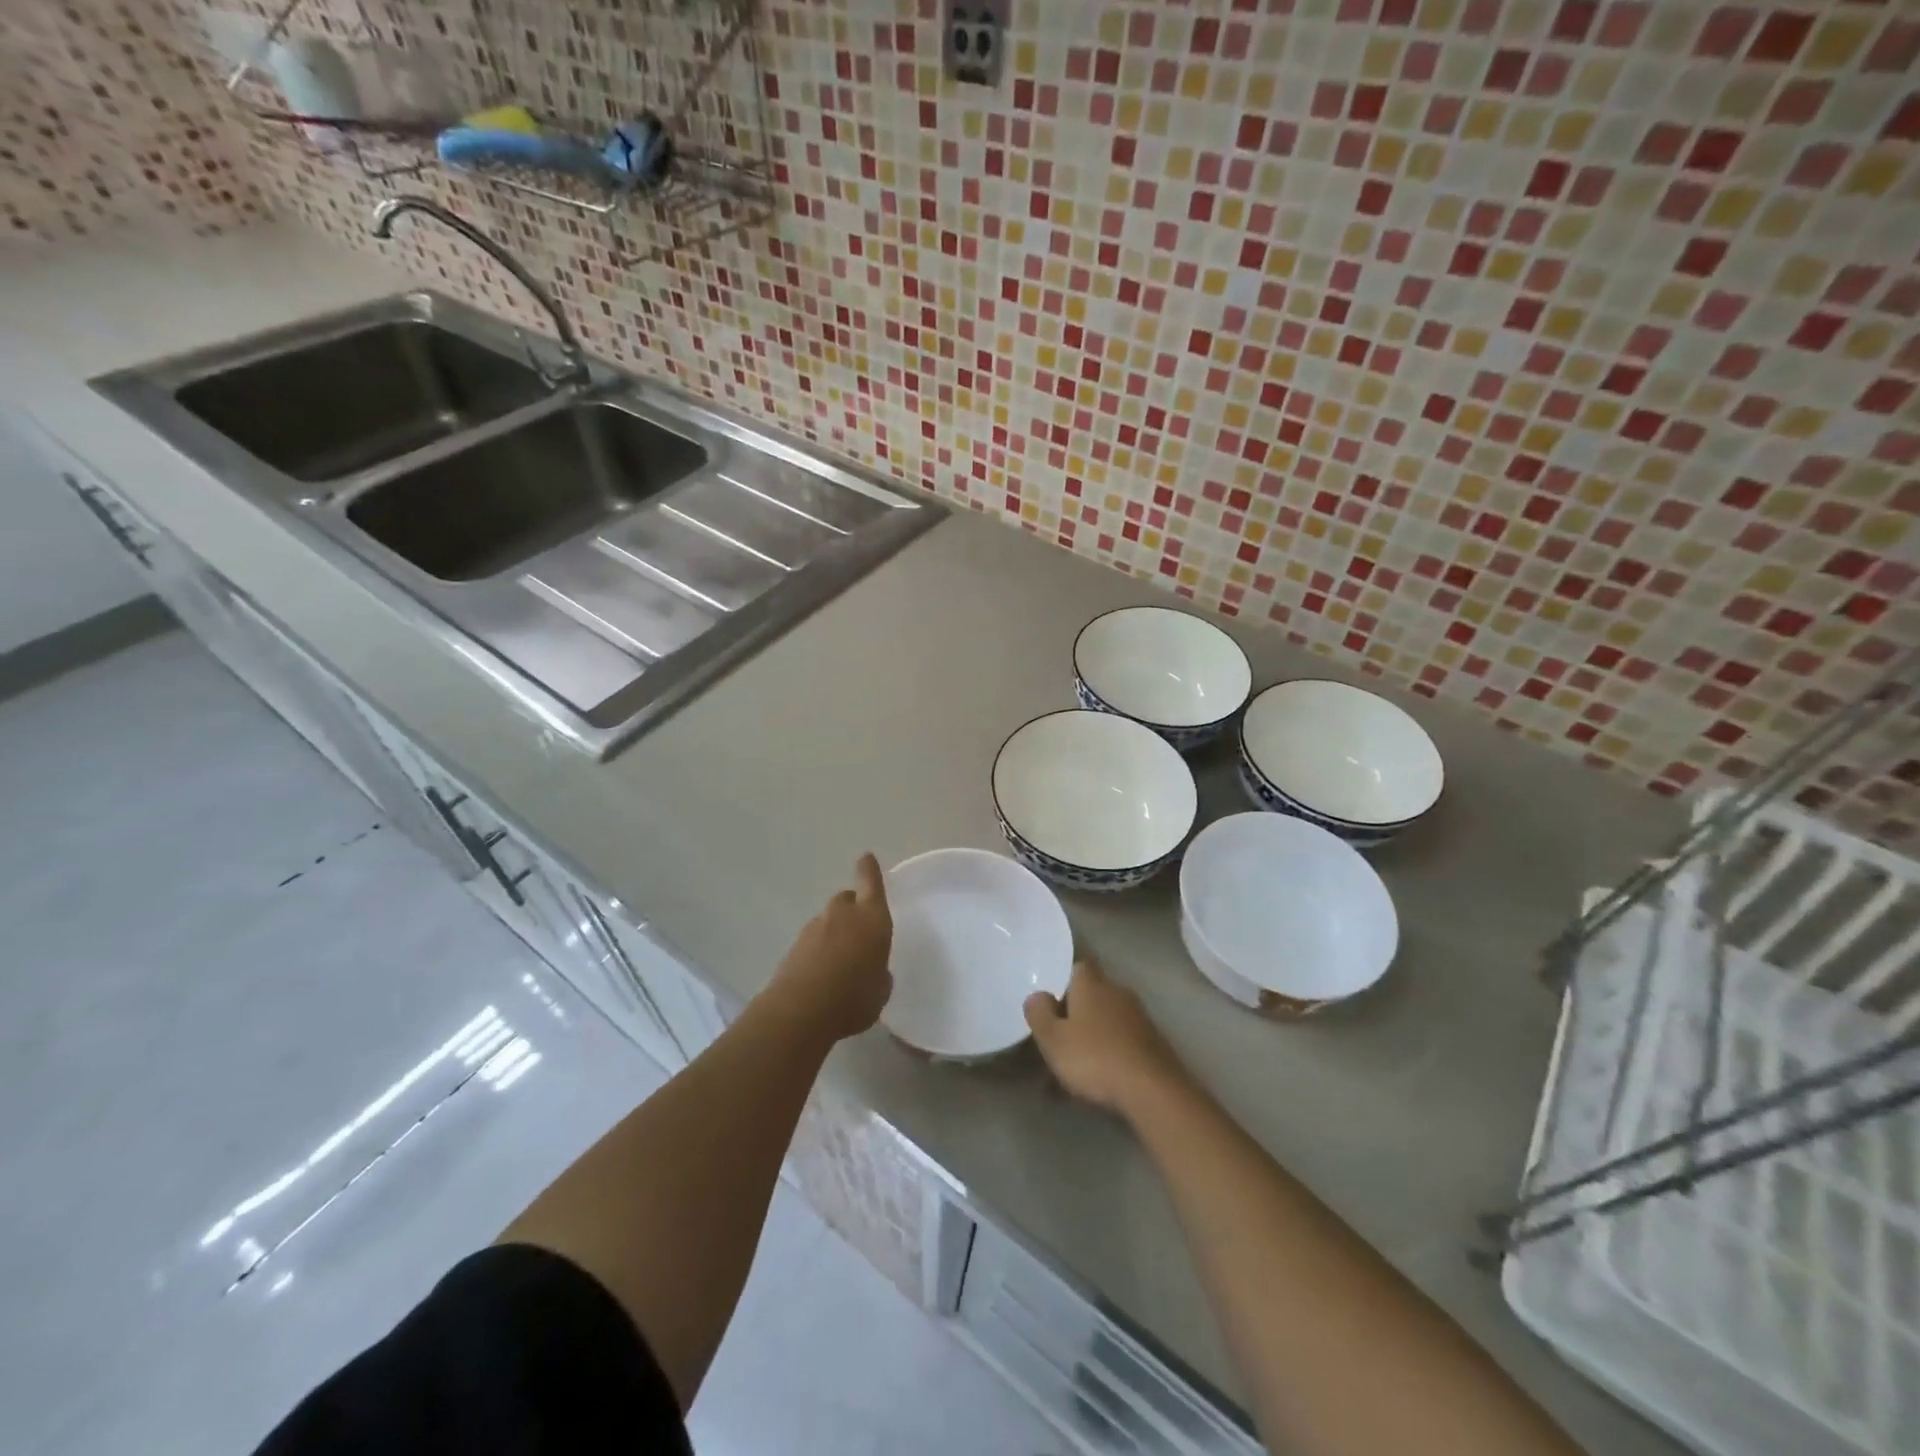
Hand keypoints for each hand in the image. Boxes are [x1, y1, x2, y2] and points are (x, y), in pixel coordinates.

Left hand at [766, 853, 893, 1042]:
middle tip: (859, 932)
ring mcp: (814, 928)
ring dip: (835, 932)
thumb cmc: (854, 999)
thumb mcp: (880, 991)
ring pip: (828, 920)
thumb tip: (874, 970)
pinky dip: (818, 950)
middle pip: (847, 899)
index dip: (869, 870)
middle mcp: (843, 915)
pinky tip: (822, 975)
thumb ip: (879, 974)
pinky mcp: (794, 946)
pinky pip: (813, 940)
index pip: (871, 882)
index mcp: (872, 918)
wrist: (800, 1012)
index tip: (866, 858)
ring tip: (840, 962)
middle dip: (853, 909)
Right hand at [1025, 958, 1190, 1115]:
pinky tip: (1099, 1082)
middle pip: (1092, 995)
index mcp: (1092, 984)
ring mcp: (1139, 1018)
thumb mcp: (1053, 1039)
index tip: (1051, 1005)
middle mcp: (1117, 992)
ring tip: (1074, 1071)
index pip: (1078, 967)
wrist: (1152, 1090)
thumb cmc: (1094, 1058)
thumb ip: (1039, 1013)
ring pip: (1107, 1022)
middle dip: (1076, 1014)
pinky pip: (1122, 1042)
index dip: (1064, 983)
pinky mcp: (1154, 1043)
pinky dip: (1110, 1055)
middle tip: (1058, 1041)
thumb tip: (1037, 995)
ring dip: (1092, 1038)